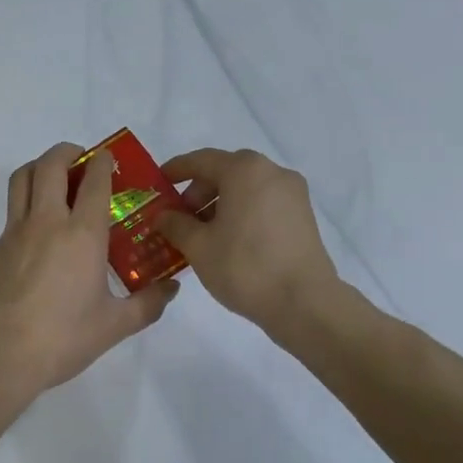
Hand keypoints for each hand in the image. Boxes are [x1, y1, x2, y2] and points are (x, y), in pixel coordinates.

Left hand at [0, 142, 178, 404]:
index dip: (104, 163)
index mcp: (82, 235)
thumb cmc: (63, 339)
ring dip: (40, 166)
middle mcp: (47, 222)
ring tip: (56, 178)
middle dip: (67, 152)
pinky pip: (12, 211)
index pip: (94, 181)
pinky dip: (27, 202)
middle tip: (81, 159)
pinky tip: (40, 230)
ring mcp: (15, 232)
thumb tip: (172, 288)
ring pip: (22, 179)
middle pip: (50, 165)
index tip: (110, 158)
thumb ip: (148, 304)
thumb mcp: (115, 326)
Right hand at [155, 147, 342, 336]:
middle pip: (225, 171)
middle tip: (179, 217)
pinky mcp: (303, 215)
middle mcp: (272, 172)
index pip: (201, 160)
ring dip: (220, 203)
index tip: (158, 182)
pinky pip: (263, 202)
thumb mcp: (198, 246)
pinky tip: (229, 239)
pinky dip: (242, 212)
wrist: (304, 303)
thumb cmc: (244, 266)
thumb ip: (175, 224)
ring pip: (246, 188)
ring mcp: (293, 193)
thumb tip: (164, 216)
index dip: (176, 170)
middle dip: (198, 191)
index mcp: (244, 170)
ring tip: (202, 233)